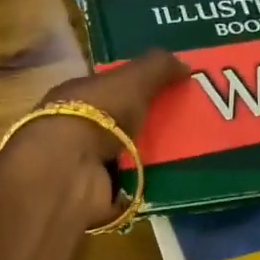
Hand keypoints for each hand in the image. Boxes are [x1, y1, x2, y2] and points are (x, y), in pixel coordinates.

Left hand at [8, 49, 189, 221]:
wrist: (71, 170)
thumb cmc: (96, 114)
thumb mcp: (131, 80)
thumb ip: (158, 67)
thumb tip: (186, 64)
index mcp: (76, 96)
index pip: (108, 90)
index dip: (137, 89)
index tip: (170, 93)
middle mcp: (76, 129)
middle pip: (119, 125)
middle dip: (149, 126)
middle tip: (188, 127)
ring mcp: (83, 164)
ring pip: (125, 157)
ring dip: (150, 159)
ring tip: (189, 156)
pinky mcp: (95, 195)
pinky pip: (129, 189)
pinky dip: (146, 187)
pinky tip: (173, 182)